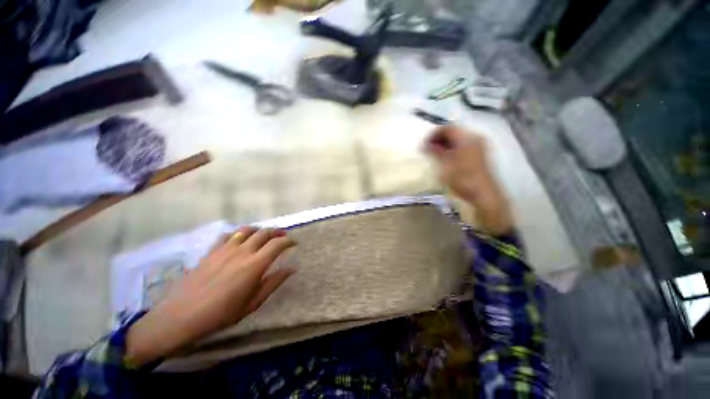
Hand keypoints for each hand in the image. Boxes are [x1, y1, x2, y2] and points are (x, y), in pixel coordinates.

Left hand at [125, 227, 295, 366]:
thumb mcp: (253, 303)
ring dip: (260, 230)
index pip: (277, 244)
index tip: (293, 243)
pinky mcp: (212, 250)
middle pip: (264, 233)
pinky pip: (228, 234)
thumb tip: (292, 269)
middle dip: (277, 232)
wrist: (181, 316)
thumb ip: (274, 282)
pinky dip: (239, 233)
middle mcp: (242, 251)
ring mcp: (225, 248)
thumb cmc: (221, 314)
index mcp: (255, 264)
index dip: (288, 241)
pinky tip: (240, 239)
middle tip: (283, 236)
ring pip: (247, 230)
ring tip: (264, 235)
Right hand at [425, 125, 513, 234]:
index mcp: (467, 137)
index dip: (432, 134)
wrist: (483, 195)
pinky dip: (451, 149)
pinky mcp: (479, 155)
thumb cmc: (463, 178)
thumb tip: (425, 144)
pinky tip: (445, 158)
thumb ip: (435, 151)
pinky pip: (462, 146)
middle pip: (453, 132)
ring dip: (444, 145)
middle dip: (438, 139)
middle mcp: (474, 138)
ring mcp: (478, 146)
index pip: (447, 128)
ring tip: (433, 154)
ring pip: (457, 140)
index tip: (422, 145)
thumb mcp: (445, 165)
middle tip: (427, 149)